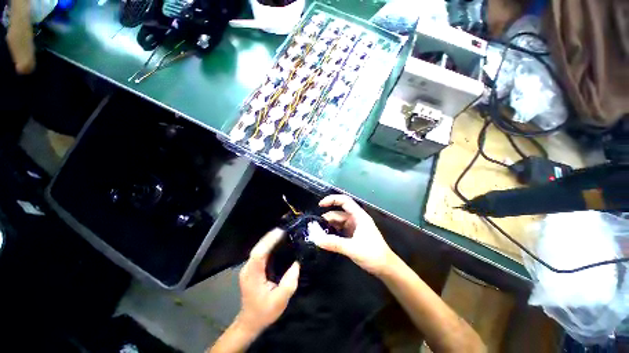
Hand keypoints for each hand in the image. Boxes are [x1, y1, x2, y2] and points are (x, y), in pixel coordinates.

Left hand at [237, 228, 299, 334]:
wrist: (250, 321)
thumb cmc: (264, 312)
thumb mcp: (280, 301)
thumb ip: (289, 283)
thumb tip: (297, 264)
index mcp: (252, 275)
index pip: (259, 254)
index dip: (269, 241)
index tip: (281, 232)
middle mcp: (248, 268)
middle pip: (258, 248)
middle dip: (271, 237)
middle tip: (285, 229)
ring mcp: (249, 267)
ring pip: (259, 248)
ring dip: (270, 239)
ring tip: (283, 233)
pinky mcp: (252, 268)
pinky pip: (261, 253)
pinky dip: (269, 245)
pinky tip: (278, 242)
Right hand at [309, 194, 397, 276]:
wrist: (386, 267)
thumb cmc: (372, 255)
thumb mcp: (352, 248)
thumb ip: (334, 243)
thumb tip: (316, 239)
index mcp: (359, 216)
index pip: (344, 201)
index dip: (332, 199)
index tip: (320, 205)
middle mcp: (356, 218)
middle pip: (339, 212)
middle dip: (328, 217)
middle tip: (316, 226)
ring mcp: (355, 226)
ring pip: (339, 221)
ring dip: (330, 225)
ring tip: (319, 232)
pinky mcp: (354, 234)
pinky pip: (341, 229)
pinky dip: (333, 231)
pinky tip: (326, 237)